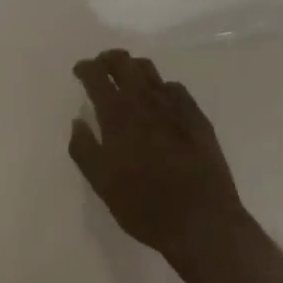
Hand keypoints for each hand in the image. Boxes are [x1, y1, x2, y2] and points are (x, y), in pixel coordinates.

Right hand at [68, 50, 265, 279]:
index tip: (80, 72)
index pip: (96, 74)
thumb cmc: (145, 206)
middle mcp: (144, 100)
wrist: (204, 223)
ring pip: (149, 70)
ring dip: (133, 69)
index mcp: (117, 114)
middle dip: (108, 59)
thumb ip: (83, 148)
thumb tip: (78, 121)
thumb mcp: (102, 184)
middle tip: (101, 69)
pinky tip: (160, 103)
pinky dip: (161, 88)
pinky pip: (175, 88)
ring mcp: (174, 106)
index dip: (85, 67)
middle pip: (123, 61)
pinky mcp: (197, 117)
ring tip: (128, 81)